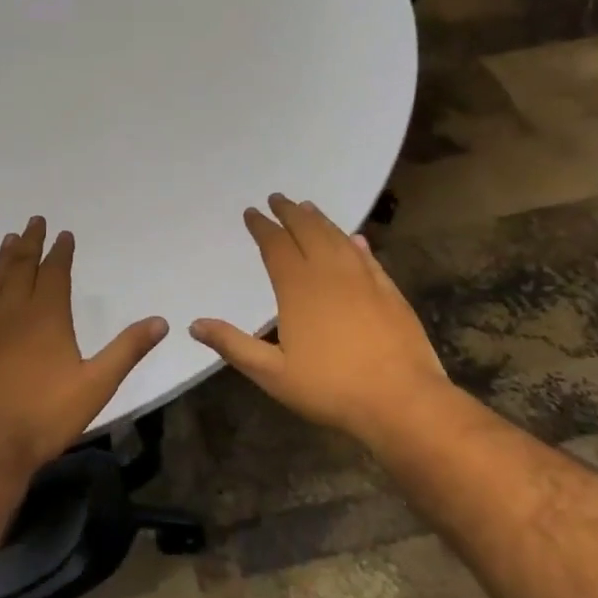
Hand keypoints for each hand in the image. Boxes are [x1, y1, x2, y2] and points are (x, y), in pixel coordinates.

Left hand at [0, 216, 168, 470]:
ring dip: (5, 258)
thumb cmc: (45, 415)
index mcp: (46, 316)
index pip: (54, 272)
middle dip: (30, 243)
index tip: (63, 233)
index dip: (60, 251)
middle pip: (21, 267)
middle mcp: (13, 312)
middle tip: (34, 221)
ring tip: (10, 239)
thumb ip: (127, 350)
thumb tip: (161, 321)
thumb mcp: (96, 384)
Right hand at [191, 194, 457, 445]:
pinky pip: (368, 257)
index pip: (275, 245)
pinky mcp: (389, 291)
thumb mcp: (272, 373)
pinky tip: (355, 239)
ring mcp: (364, 279)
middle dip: (289, 213)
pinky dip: (355, 243)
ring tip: (308, 208)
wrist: (402, 399)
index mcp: (298, 288)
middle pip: (307, 231)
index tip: (252, 212)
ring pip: (338, 239)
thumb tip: (195, 324)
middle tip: (278, 198)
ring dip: (321, 221)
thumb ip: (234, 345)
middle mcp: (330, 273)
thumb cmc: (331, 388)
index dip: (262, 226)